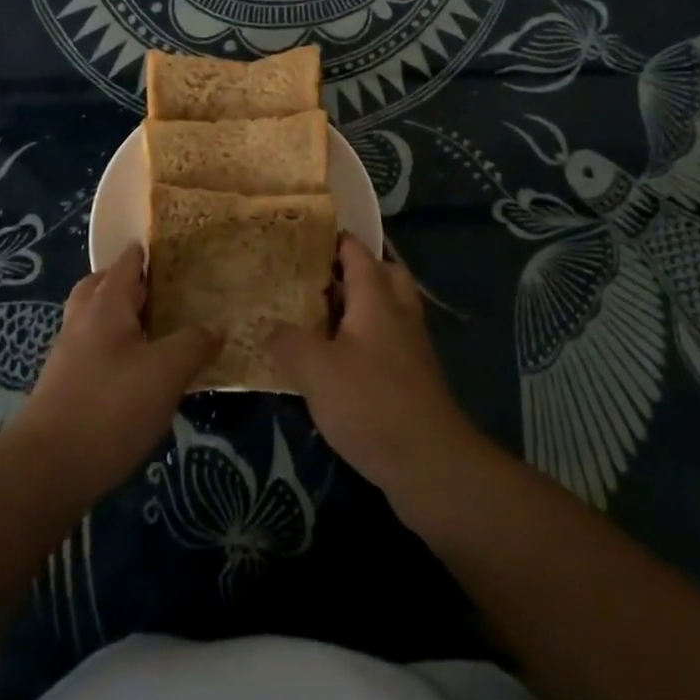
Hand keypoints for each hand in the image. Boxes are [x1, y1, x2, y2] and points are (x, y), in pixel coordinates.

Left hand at [9, 244, 219, 503]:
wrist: (45, 471)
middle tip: (166, 291)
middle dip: (130, 283)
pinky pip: (95, 351)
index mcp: (105, 304)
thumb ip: (193, 344)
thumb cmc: (109, 408)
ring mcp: (68, 354)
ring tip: (158, 332)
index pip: (127, 262)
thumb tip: (216, 327)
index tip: (178, 250)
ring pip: (96, 320)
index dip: (149, 252)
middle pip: (103, 286)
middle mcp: (82, 320)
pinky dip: (116, 349)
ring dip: (122, 318)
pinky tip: (139, 374)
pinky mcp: (65, 387)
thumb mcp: (165, 373)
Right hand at [265, 235, 486, 508]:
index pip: (358, 252)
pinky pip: (386, 344)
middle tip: (315, 278)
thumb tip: (268, 327)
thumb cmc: (371, 403)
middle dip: (352, 271)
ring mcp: (410, 349)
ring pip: (386, 311)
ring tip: (318, 318)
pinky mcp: (413, 381)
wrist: (431, 465)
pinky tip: (335, 364)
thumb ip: (287, 342)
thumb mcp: (315, 370)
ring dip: (358, 309)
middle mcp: (398, 315)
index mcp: (377, 299)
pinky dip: (364, 342)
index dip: (335, 239)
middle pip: (382, 275)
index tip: (305, 234)